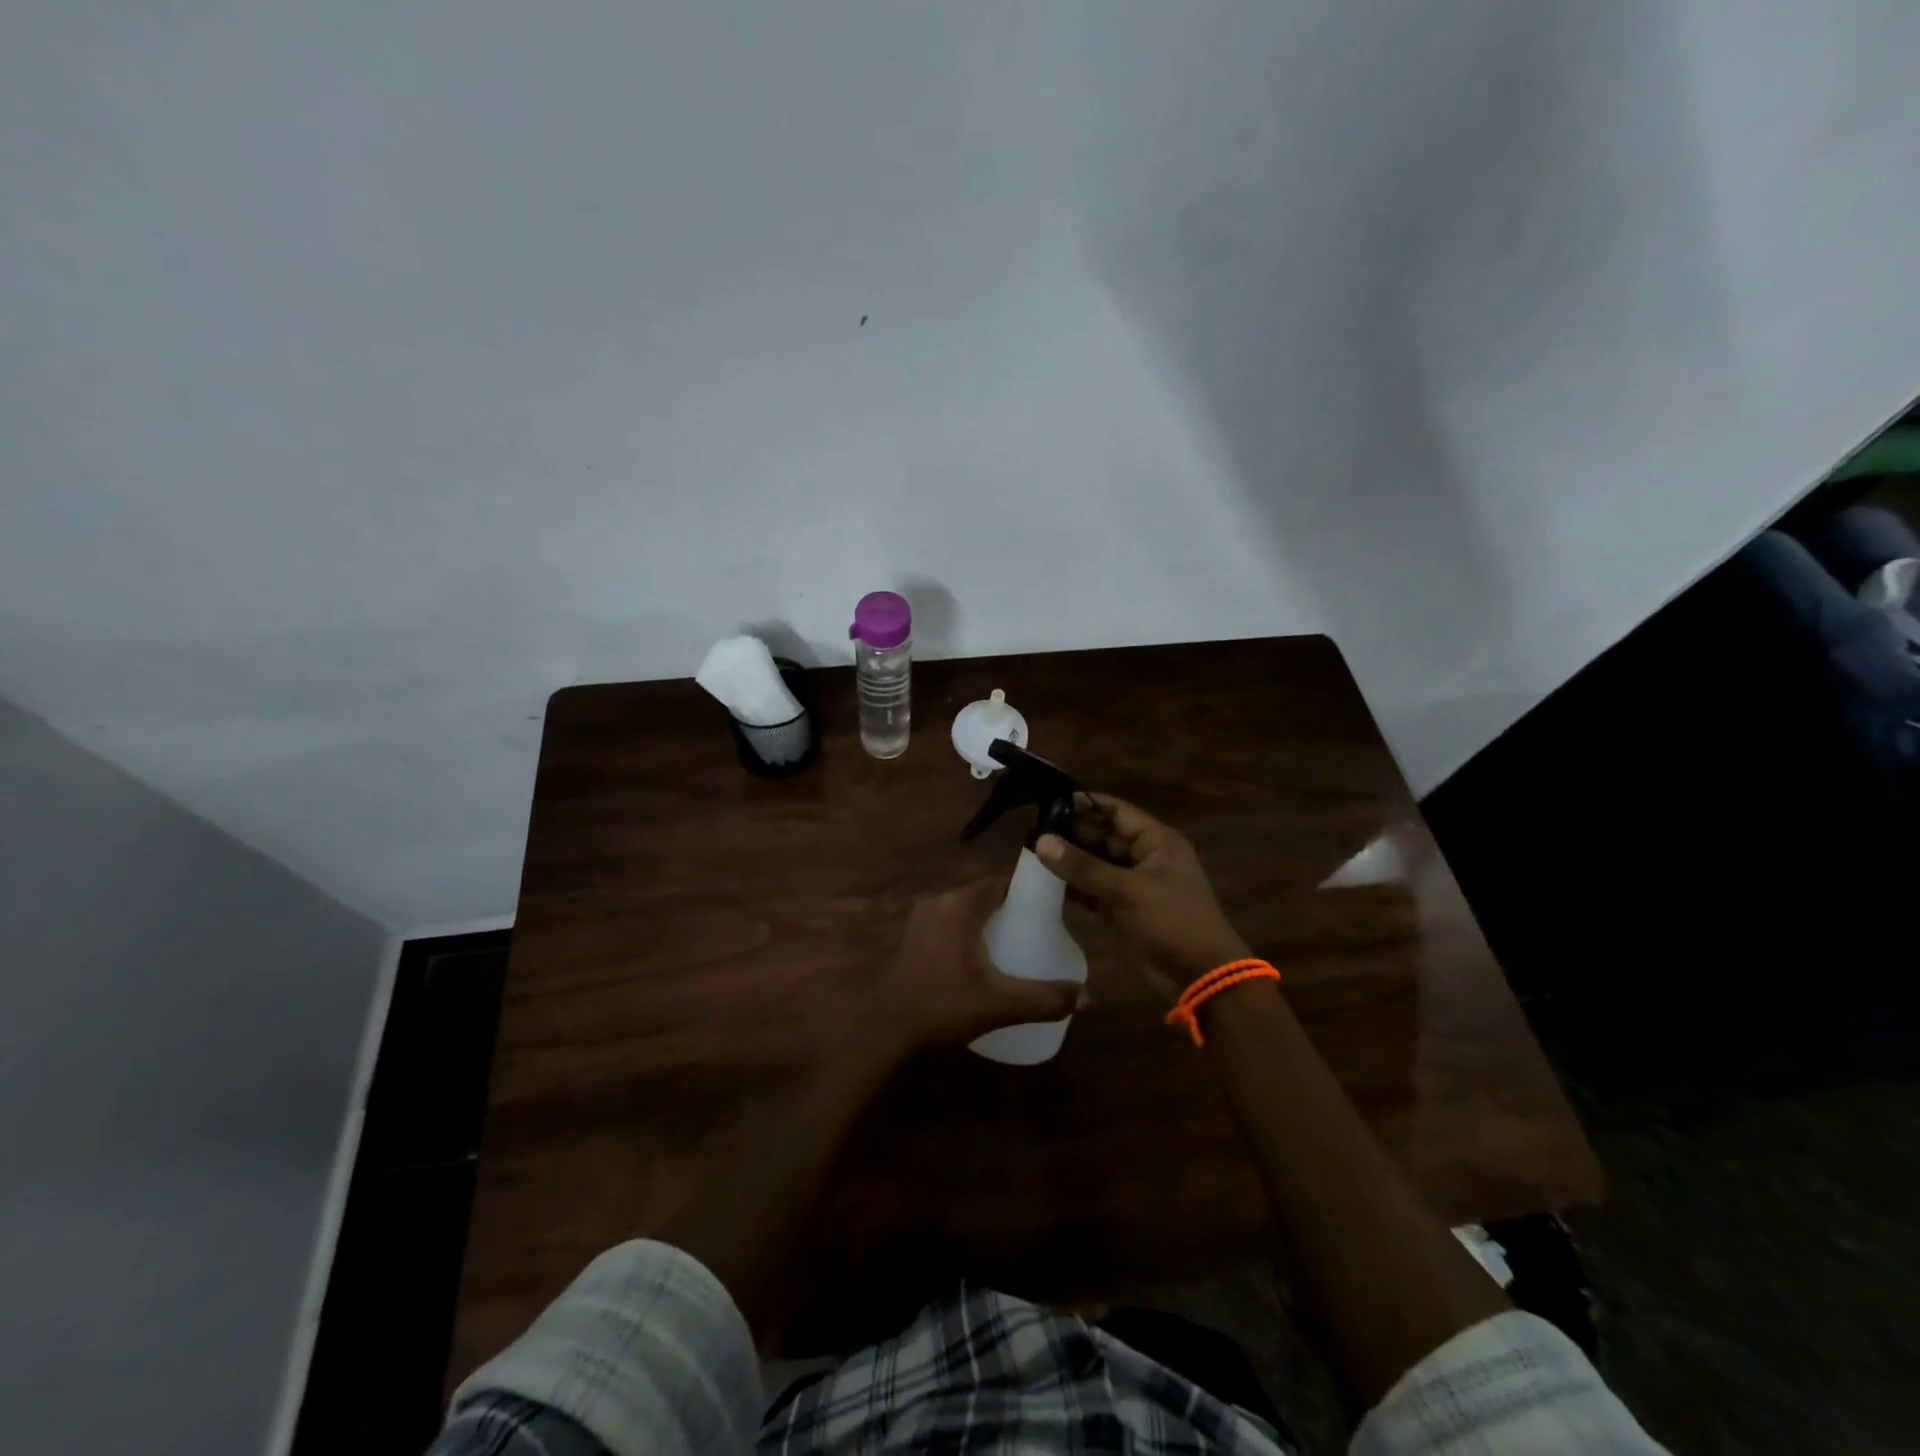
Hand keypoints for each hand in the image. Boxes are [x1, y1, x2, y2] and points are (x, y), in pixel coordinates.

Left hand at [865, 878, 1081, 1058]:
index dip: (1030, 887)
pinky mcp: (912, 935)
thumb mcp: (998, 1004)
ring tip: (1016, 944)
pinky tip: (981, 959)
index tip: (1054, 904)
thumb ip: (1045, 999)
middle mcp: (940, 900)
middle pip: (986, 893)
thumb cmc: (941, 1006)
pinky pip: (950, 922)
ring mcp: (921, 917)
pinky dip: (969, 931)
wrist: (884, 1028)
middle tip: (1039, 930)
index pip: (1003, 879)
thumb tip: (1087, 995)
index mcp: (961, 904)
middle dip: (1012, 907)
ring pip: (966, 908)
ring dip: (989, 920)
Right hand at [1036, 795, 1247, 995]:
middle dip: (1072, 835)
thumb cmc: (1172, 921)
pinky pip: (1096, 890)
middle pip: (1104, 837)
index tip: (1048, 804)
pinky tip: (1047, 885)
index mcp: (1157, 841)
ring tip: (1033, 855)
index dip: (1085, 804)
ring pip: (1097, 865)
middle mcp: (1146, 857)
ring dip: (1071, 862)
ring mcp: (1136, 884)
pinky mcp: (1125, 910)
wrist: (1201, 977)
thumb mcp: (1127, 890)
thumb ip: (1083, 867)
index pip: (1116, 811)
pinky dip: (1076, 888)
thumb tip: (1041, 841)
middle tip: (1033, 832)